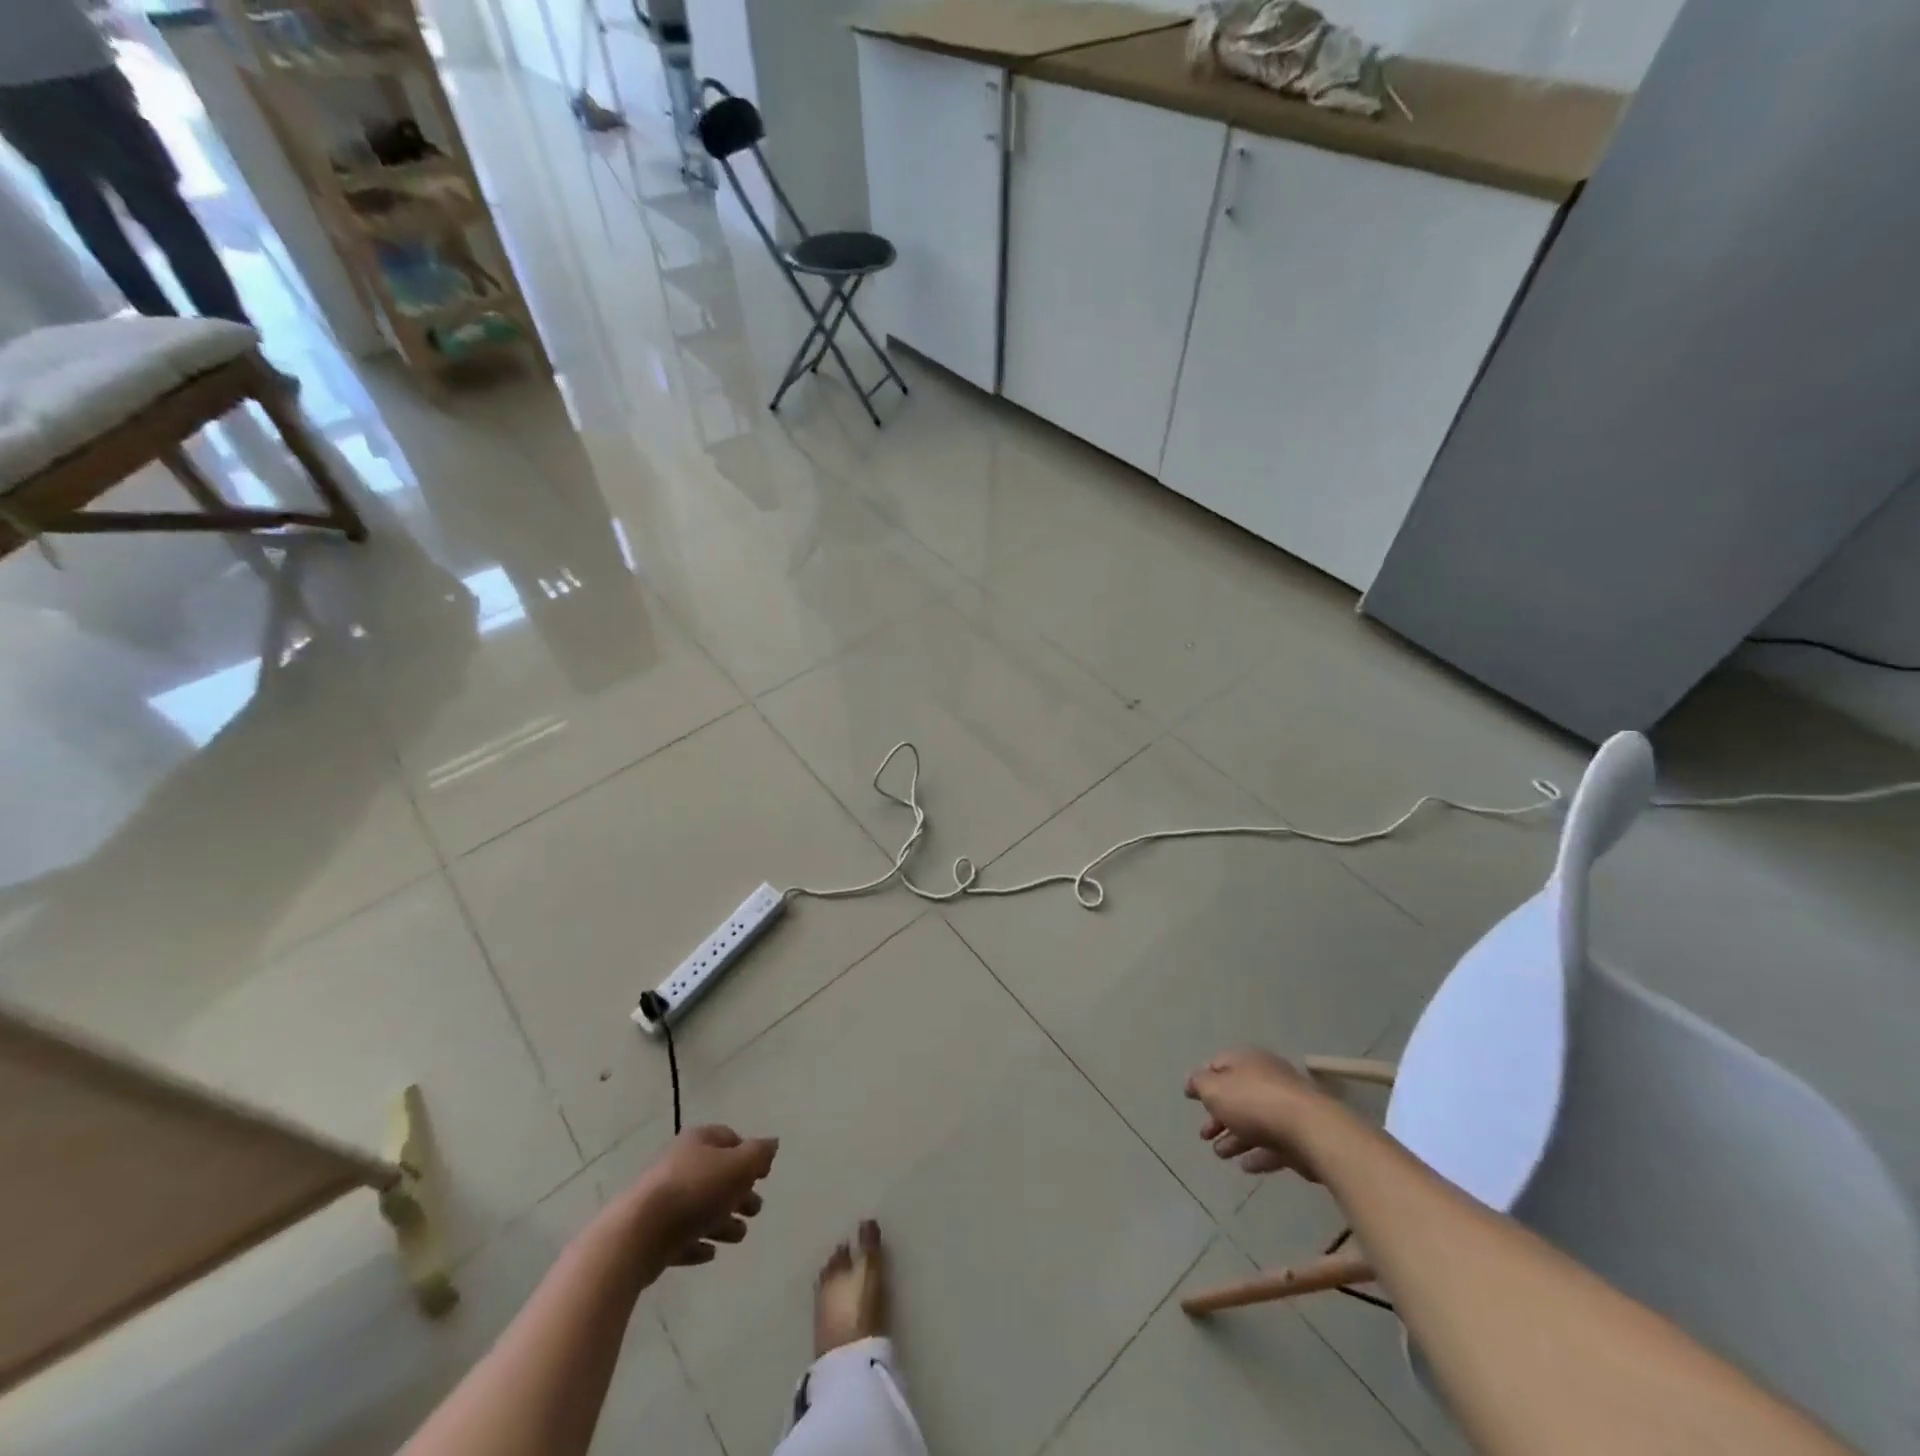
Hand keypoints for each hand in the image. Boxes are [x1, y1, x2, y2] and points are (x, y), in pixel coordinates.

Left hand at [629, 1124, 777, 1272]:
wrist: (638, 1235)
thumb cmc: (695, 1191)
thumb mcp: (738, 1166)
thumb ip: (759, 1154)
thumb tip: (772, 1143)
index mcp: (698, 1142)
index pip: (729, 1138)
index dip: (748, 1154)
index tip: (763, 1174)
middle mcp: (680, 1164)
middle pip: (716, 1175)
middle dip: (739, 1191)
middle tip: (755, 1209)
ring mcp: (663, 1200)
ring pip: (701, 1207)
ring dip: (722, 1220)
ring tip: (739, 1236)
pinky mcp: (652, 1234)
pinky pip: (681, 1236)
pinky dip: (697, 1243)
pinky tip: (709, 1253)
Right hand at [1185, 1048, 1330, 1179]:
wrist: (1311, 1130)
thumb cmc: (1254, 1102)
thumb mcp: (1214, 1089)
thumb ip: (1199, 1084)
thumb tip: (1193, 1081)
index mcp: (1246, 1060)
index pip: (1219, 1064)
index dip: (1203, 1081)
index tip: (1191, 1098)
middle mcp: (1266, 1078)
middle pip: (1236, 1095)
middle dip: (1218, 1115)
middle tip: (1204, 1135)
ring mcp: (1285, 1107)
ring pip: (1254, 1121)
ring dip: (1235, 1137)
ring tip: (1220, 1154)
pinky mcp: (1300, 1134)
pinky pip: (1273, 1143)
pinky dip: (1257, 1153)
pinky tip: (1245, 1166)